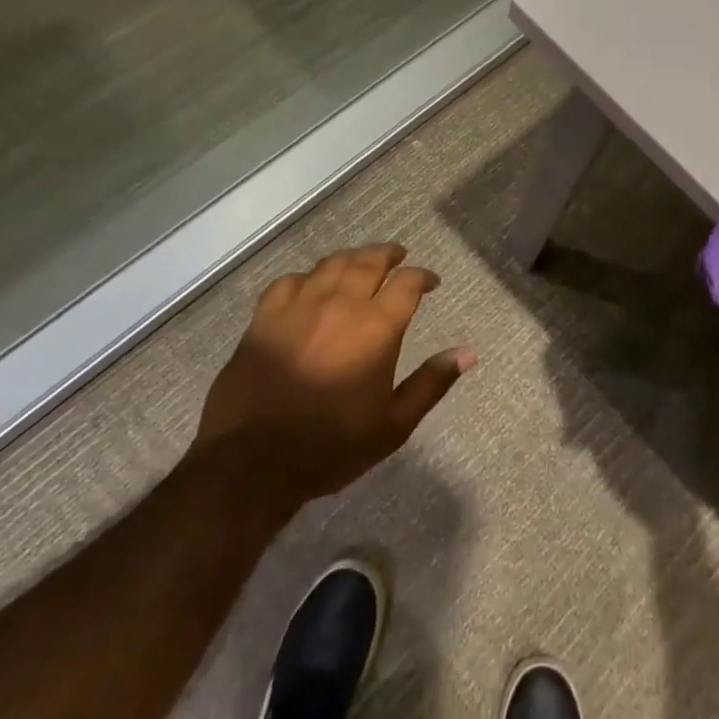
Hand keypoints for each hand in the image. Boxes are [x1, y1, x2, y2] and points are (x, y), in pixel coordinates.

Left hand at [197, 243, 473, 499]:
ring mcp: (298, 307)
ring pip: (331, 265)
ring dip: (352, 258)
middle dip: (388, 255)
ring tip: (361, 262)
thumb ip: (431, 383)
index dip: (422, 277)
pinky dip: (307, 277)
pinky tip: (311, 285)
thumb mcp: (393, 425)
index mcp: (376, 328)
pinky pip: (289, 281)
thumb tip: (468, 353)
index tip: (431, 282)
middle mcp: (340, 305)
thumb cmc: (331, 446)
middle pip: (368, 262)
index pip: (407, 283)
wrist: (251, 464)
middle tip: (398, 256)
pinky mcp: (264, 319)